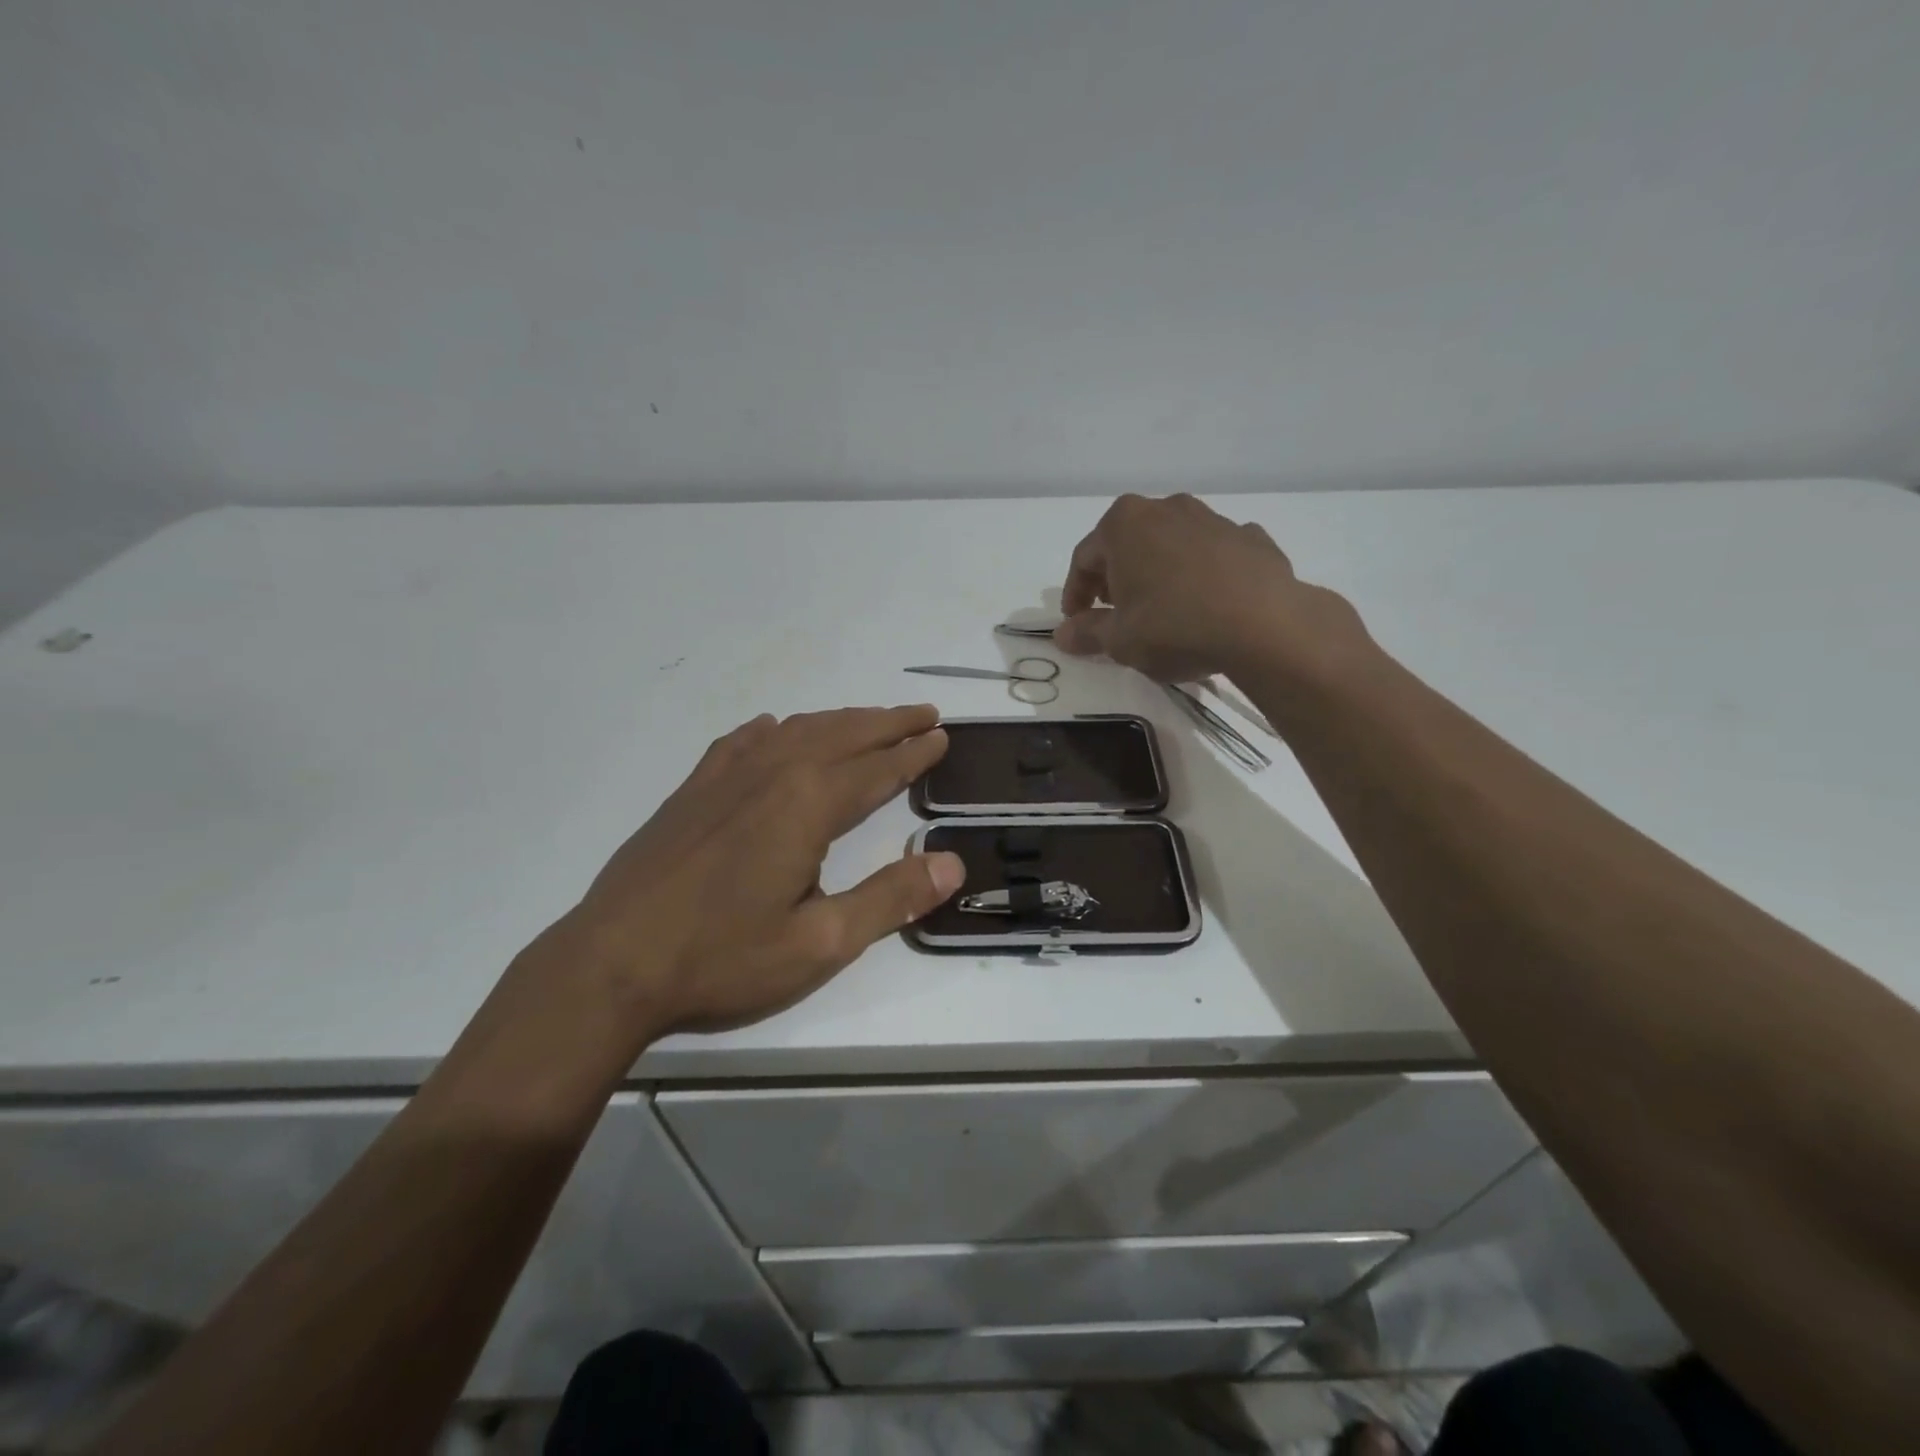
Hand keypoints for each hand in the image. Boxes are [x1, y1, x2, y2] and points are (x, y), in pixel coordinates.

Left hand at [560, 706, 963, 1034]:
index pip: (877, 769)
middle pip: (843, 735)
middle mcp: (771, 773)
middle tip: (924, 713)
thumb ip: (890, 899)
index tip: (942, 735)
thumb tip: (953, 863)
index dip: (914, 753)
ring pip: (796, 731)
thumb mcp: (821, 944)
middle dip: (888, 723)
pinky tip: (775, 732)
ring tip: (869, 720)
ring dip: (840, 721)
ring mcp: (725, 777)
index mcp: (807, 804)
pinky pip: (740, 742)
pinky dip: (772, 731)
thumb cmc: (723, 958)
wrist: (610, 964)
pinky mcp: (691, 790)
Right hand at [1055, 493, 1368, 682]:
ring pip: (1171, 545)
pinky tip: (1206, 604)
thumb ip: (1088, 633)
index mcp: (1124, 524)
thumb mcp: (1120, 640)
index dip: (1075, 593)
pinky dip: (1202, 574)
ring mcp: (1212, 518)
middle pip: (1127, 544)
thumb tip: (1062, 635)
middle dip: (1116, 578)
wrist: (1265, 625)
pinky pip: (1212, 555)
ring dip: (1159, 573)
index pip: (1084, 558)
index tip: (1077, 621)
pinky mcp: (1250, 537)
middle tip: (1115, 613)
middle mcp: (1166, 508)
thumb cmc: (1174, 627)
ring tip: (1162, 610)